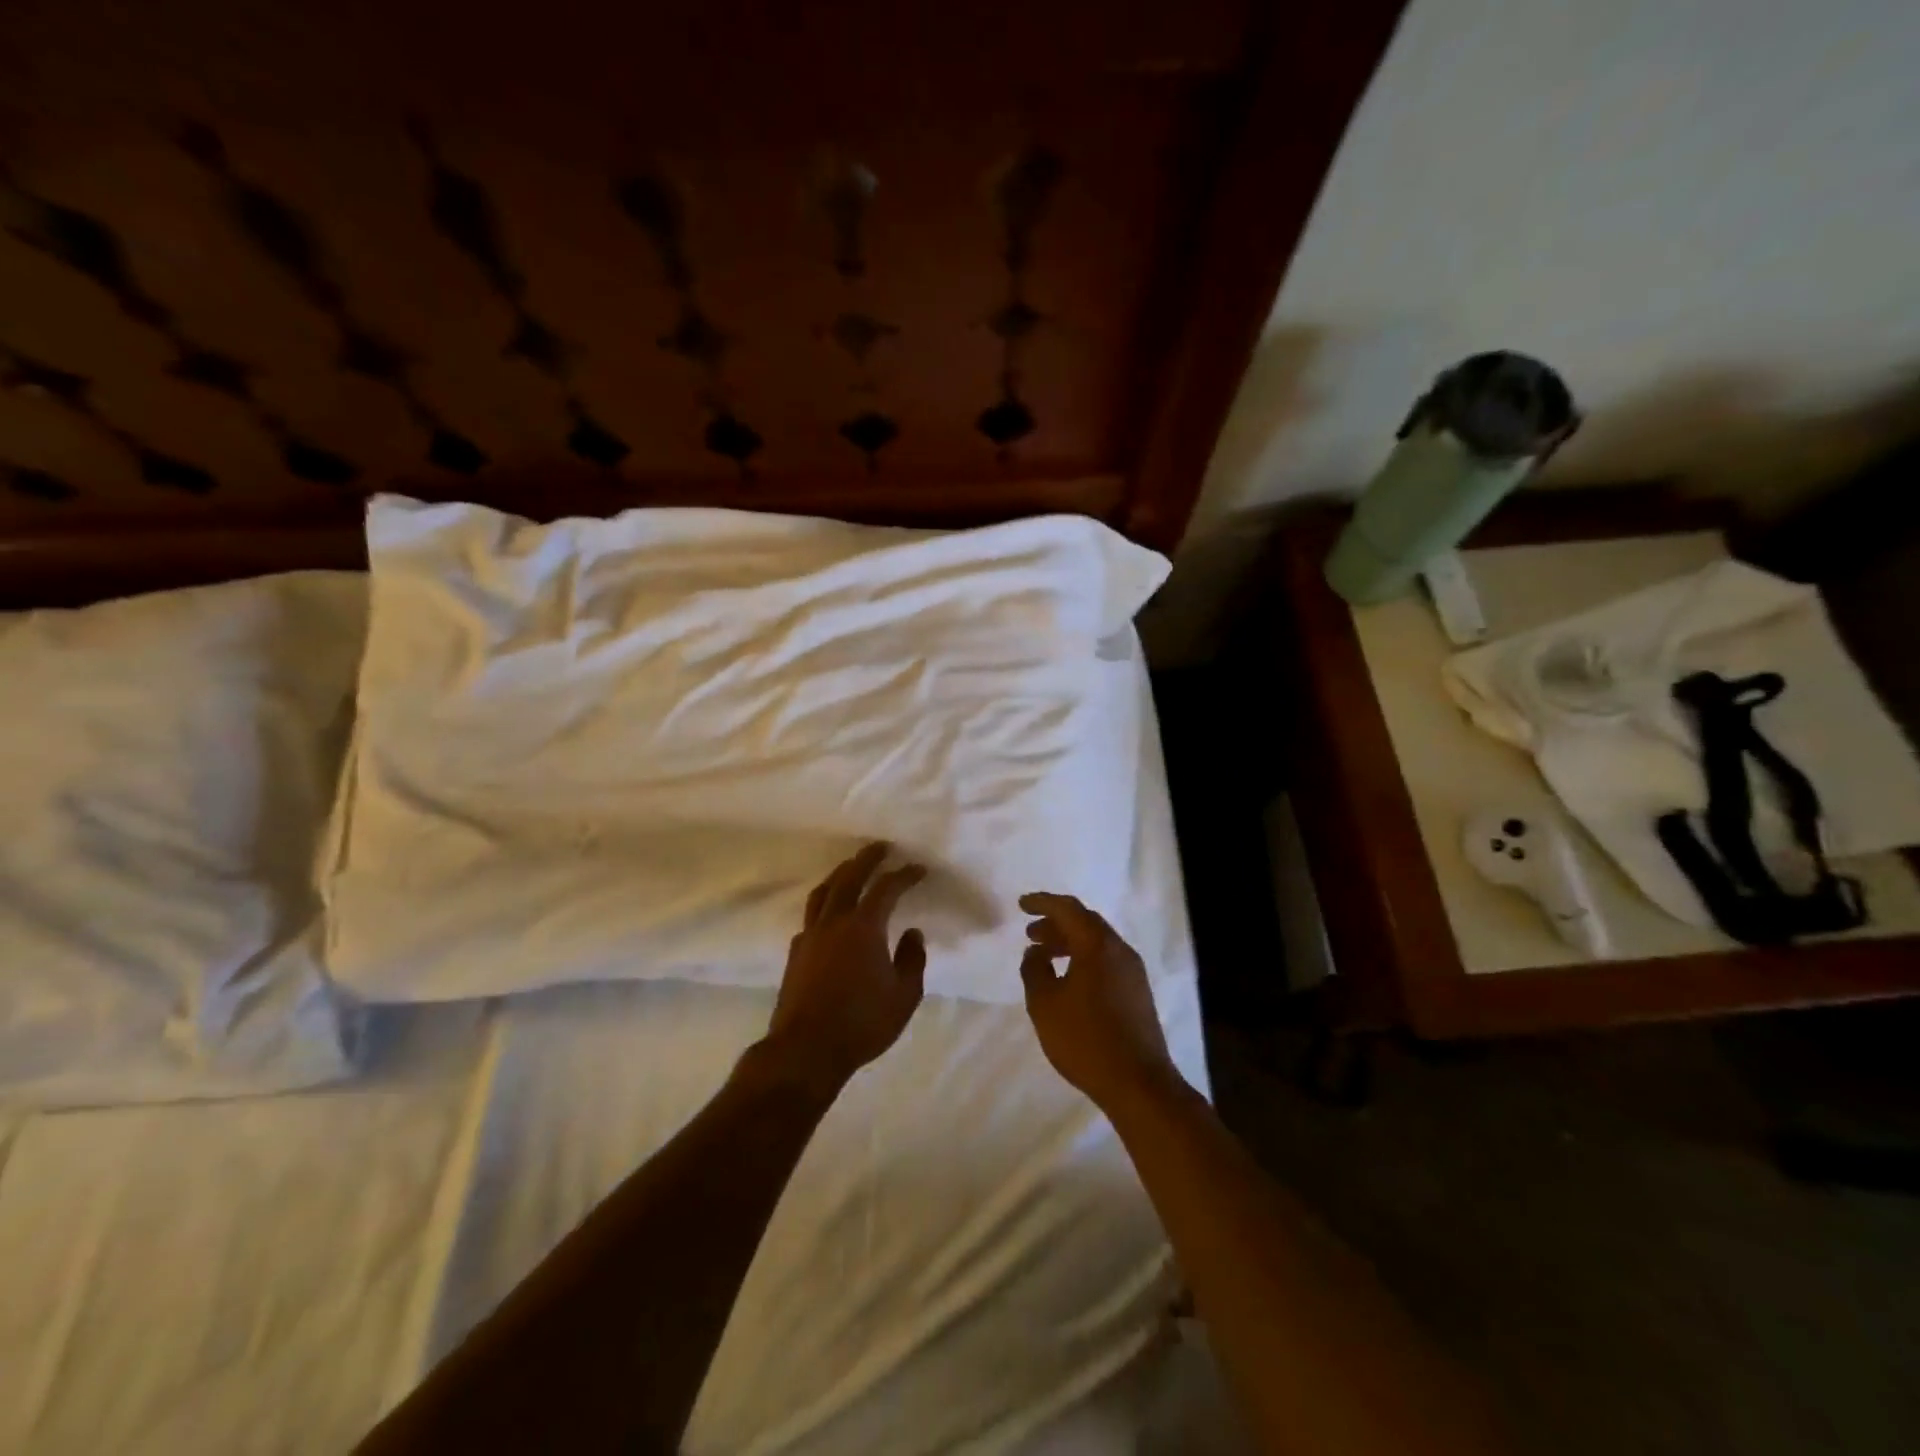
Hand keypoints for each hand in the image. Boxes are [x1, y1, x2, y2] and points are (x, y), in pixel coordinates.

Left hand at [762, 843, 927, 1092]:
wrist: (806, 1050)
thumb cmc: (862, 1023)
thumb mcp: (904, 996)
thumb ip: (912, 960)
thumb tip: (913, 933)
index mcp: (864, 927)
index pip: (886, 889)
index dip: (904, 875)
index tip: (918, 868)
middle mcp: (834, 922)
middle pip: (849, 877)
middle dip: (867, 858)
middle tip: (880, 847)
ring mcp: (810, 936)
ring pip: (823, 892)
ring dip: (840, 874)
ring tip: (851, 868)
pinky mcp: (795, 953)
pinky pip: (811, 916)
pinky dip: (824, 904)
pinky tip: (829, 914)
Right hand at [1019, 893, 1183, 1111]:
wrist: (1139, 1083)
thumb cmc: (1085, 1039)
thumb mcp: (1045, 1004)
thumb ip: (1035, 970)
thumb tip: (1035, 952)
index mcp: (1097, 945)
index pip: (1068, 909)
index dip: (1042, 903)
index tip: (1021, 905)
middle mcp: (1119, 950)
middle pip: (1085, 923)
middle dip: (1056, 923)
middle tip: (1031, 934)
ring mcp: (1133, 972)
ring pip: (1097, 943)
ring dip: (1069, 943)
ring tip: (1044, 957)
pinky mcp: (1138, 993)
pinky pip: (1106, 961)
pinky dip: (1084, 959)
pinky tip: (1069, 980)